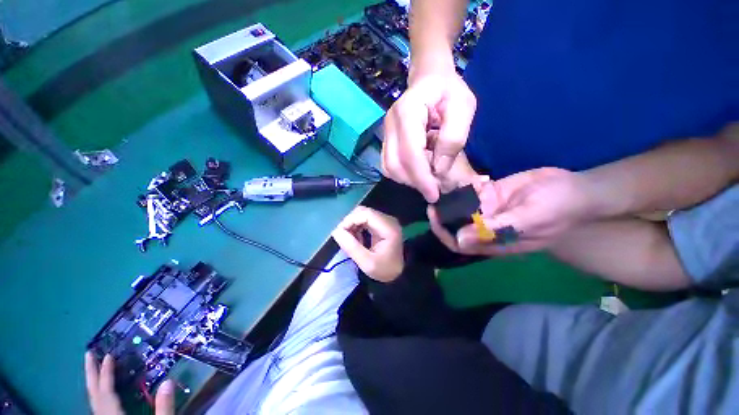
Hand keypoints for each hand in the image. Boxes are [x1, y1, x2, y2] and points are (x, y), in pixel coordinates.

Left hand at [85, 352, 174, 414]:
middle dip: (91, 374)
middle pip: (94, 395)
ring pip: (94, 402)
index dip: (106, 374)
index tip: (108, 355)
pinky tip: (103, 391)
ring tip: (95, 368)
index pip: (106, 393)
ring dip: (94, 383)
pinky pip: (99, 407)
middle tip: (89, 354)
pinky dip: (99, 394)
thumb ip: (164, 408)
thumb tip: (168, 381)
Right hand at [332, 206, 403, 281]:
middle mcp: (388, 220)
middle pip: (364, 211)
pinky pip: (365, 219)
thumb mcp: (367, 263)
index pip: (366, 214)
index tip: (339, 233)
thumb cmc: (384, 269)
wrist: (397, 273)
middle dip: (350, 222)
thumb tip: (336, 232)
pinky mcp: (382, 223)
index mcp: (388, 228)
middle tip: (343, 237)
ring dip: (353, 224)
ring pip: (363, 214)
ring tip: (350, 240)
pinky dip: (357, 226)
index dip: (350, 220)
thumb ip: (351, 247)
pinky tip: (356, 238)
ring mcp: (385, 220)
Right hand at [382, 67, 476, 202]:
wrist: (428, 79)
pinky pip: (389, 166)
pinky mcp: (386, 141)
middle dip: (415, 182)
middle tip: (434, 188)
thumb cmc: (448, 90)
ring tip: (428, 179)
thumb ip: (453, 138)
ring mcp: (385, 134)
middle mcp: (390, 125)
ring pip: (389, 168)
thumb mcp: (463, 107)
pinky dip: (404, 175)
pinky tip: (418, 171)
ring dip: (408, 180)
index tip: (435, 195)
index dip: (422, 178)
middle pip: (395, 165)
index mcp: (407, 112)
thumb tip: (438, 170)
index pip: (410, 153)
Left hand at [429, 168, 594, 254]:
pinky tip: (474, 178)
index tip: (434, 216)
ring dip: (453, 198)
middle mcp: (485, 226)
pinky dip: (468, 186)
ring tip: (448, 185)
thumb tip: (460, 240)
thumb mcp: (527, 220)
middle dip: (443, 213)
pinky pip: (472, 192)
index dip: (444, 233)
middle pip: (455, 224)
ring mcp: (488, 209)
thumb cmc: (556, 208)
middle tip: (435, 198)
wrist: (575, 188)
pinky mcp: (492, 194)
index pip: (459, 243)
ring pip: (461, 207)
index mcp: (493, 240)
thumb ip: (494, 230)